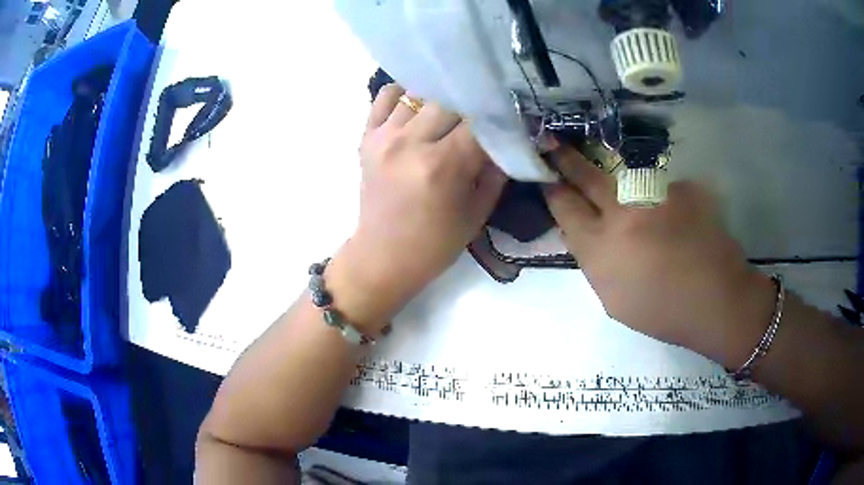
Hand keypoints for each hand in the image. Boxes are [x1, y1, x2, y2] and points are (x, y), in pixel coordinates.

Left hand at [329, 85, 505, 327]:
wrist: (382, 257)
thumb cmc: (435, 243)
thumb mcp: (477, 211)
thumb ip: (496, 170)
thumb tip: (510, 137)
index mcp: (442, 165)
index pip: (479, 121)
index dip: (498, 116)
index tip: (510, 116)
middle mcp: (410, 142)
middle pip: (450, 100)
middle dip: (471, 105)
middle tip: (482, 113)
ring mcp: (384, 137)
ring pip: (419, 93)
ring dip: (440, 99)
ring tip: (451, 111)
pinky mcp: (366, 137)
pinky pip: (385, 97)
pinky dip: (404, 94)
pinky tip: (418, 106)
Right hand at [543, 146, 775, 366]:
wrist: (716, 299)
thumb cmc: (662, 311)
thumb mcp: (613, 299)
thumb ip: (593, 261)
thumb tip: (581, 231)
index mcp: (601, 248)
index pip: (565, 206)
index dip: (552, 188)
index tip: (546, 176)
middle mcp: (623, 212)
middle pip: (586, 176)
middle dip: (567, 159)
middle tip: (554, 143)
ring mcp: (654, 194)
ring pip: (622, 172)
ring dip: (611, 172)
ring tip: (617, 182)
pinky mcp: (681, 186)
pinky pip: (659, 185)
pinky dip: (658, 195)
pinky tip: (672, 215)